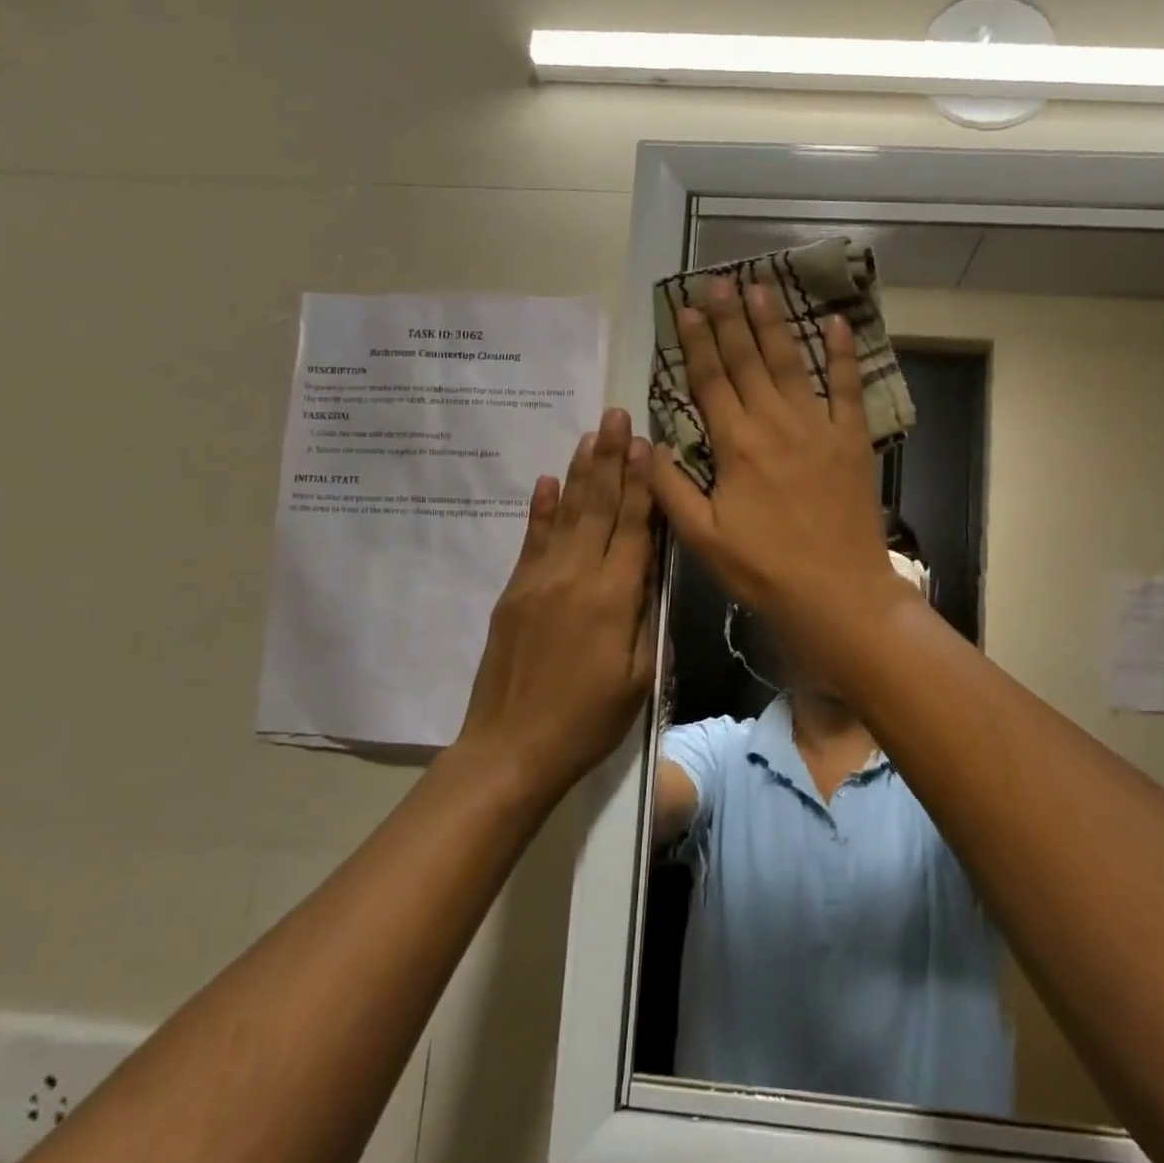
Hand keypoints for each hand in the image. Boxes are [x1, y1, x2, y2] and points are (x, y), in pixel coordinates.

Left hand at [456, 407, 655, 788]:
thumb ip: (647, 616)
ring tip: (591, 435)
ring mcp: (539, 580)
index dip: (642, 483)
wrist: (511, 748)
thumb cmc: (589, 720)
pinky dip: (541, 508)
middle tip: (617, 415)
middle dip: (611, 459)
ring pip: (566, 514)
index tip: (646, 442)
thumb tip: (652, 570)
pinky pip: (531, 540)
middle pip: (598, 507)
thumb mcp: (640, 676)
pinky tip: (547, 481)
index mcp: (613, 597)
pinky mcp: (514, 592)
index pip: (633, 526)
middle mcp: (575, 576)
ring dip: (580, 472)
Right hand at [649, 276, 899, 639]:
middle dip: (729, 318)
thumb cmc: (763, 569)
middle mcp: (774, 423)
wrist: (836, 592)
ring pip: (791, 363)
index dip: (696, 341)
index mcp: (735, 444)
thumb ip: (671, 488)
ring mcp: (817, 427)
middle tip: (717, 280)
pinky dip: (842, 354)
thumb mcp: (702, 537)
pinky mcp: (851, 439)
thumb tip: (646, 444)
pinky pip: (848, 387)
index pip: (710, 380)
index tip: (687, 307)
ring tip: (760, 288)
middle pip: (747, 360)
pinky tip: (836, 322)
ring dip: (773, 324)